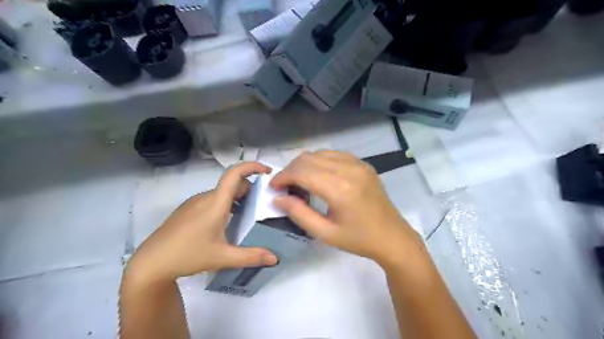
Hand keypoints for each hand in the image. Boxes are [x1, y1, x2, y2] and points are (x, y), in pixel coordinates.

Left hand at [126, 162, 280, 283]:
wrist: (150, 263)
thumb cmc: (188, 255)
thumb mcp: (223, 257)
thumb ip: (251, 256)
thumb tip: (275, 258)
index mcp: (216, 202)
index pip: (235, 173)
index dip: (252, 167)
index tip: (268, 172)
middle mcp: (205, 197)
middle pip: (232, 184)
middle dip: (250, 190)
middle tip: (262, 205)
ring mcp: (194, 202)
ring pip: (222, 193)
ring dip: (238, 198)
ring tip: (248, 215)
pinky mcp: (188, 209)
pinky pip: (212, 199)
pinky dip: (226, 204)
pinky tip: (226, 223)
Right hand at [272, 151, 421, 267]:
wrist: (392, 236)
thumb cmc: (358, 239)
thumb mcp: (325, 233)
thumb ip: (299, 214)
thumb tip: (278, 198)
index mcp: (340, 189)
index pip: (302, 171)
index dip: (283, 177)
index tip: (273, 187)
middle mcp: (349, 169)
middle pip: (308, 158)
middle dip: (291, 170)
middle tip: (285, 187)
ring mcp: (358, 164)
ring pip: (320, 153)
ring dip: (304, 164)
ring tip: (300, 182)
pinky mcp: (363, 164)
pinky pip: (334, 154)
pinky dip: (320, 161)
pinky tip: (319, 176)